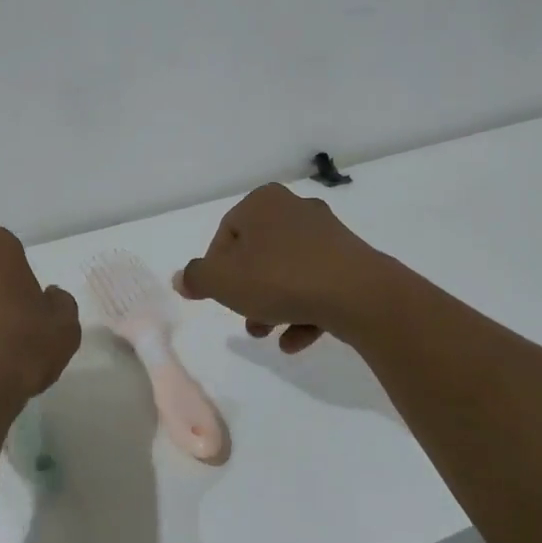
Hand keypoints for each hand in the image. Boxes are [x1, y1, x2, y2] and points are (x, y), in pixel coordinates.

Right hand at [177, 184, 402, 352]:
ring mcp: (328, 235)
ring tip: (269, 335)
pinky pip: (317, 285)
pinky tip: (295, 340)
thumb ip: (197, 278)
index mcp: (263, 202)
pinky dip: (303, 310)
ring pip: (287, 272)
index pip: (226, 234)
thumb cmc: (279, 278)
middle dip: (248, 292)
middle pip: (258, 255)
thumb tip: (182, 278)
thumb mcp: (223, 281)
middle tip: (246, 321)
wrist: (358, 295)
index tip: (219, 297)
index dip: (217, 269)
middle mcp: (295, 209)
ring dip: (274, 305)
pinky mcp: (352, 261)